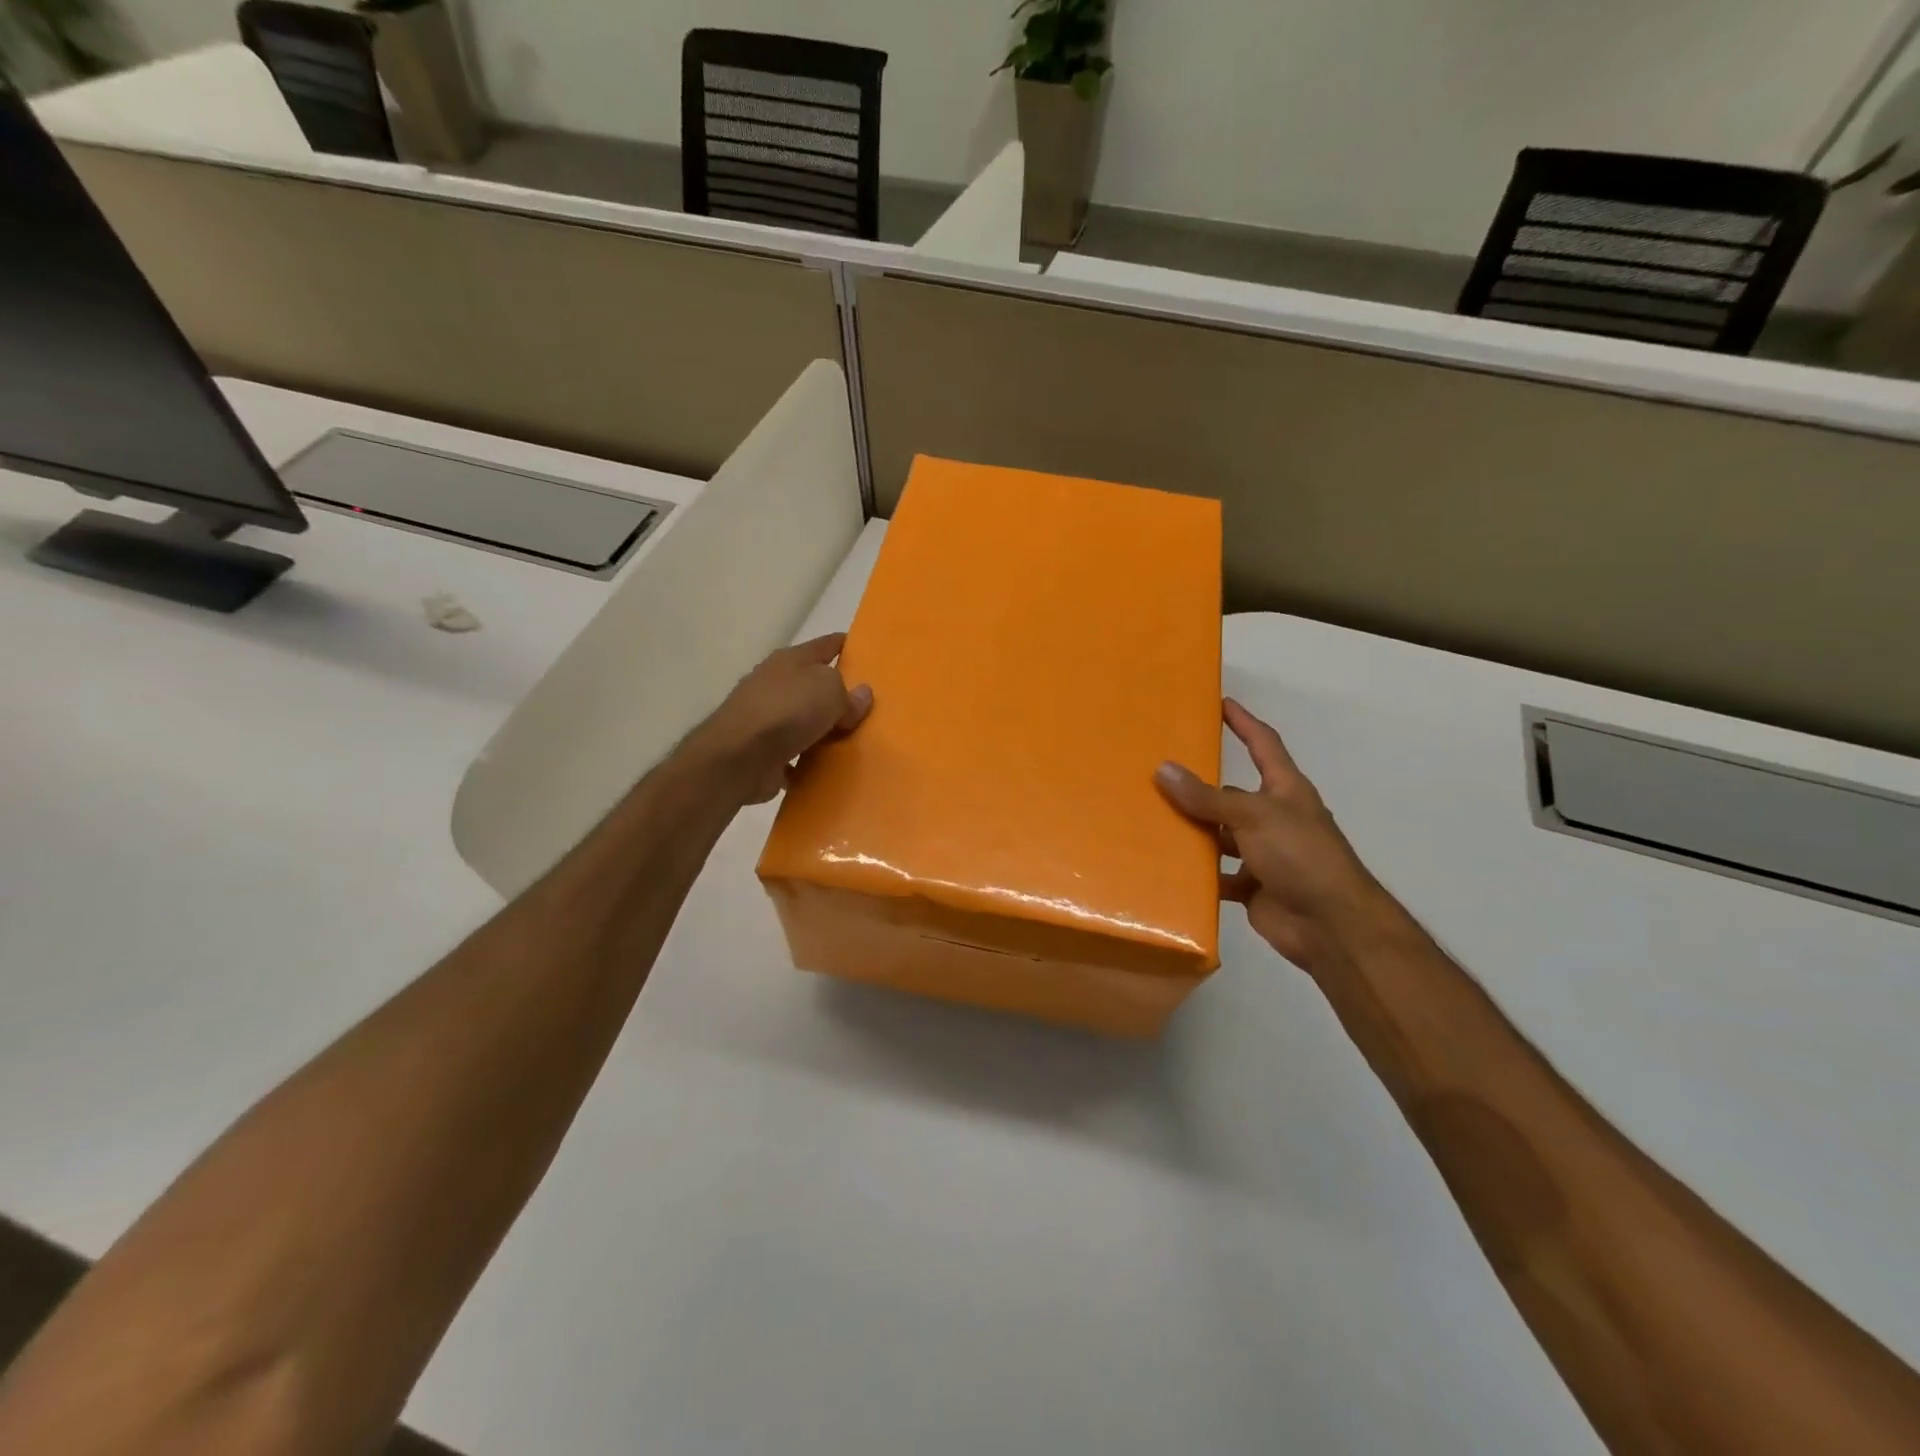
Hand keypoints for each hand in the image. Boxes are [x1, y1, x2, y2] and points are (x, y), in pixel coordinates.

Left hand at [695, 634, 872, 803]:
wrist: (739, 758)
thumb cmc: (787, 711)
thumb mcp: (830, 691)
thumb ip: (848, 693)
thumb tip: (861, 694)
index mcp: (790, 660)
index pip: (825, 644)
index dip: (846, 645)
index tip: (867, 651)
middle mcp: (775, 683)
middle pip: (814, 684)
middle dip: (838, 693)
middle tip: (869, 707)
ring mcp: (766, 718)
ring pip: (805, 720)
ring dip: (823, 729)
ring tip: (853, 741)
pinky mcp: (762, 751)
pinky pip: (796, 752)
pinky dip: (809, 758)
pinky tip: (829, 767)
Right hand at [1155, 699, 1401, 978]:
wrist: (1331, 925)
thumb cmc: (1301, 856)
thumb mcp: (1254, 816)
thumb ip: (1208, 797)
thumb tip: (1163, 769)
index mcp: (1285, 791)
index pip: (1263, 745)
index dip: (1244, 722)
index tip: (1220, 703)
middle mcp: (1274, 817)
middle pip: (1231, 794)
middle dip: (1199, 786)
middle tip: (1157, 772)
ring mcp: (1263, 853)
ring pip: (1220, 835)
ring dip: (1194, 831)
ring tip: (1151, 820)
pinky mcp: (1252, 886)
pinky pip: (1217, 874)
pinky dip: (1197, 874)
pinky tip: (1167, 868)